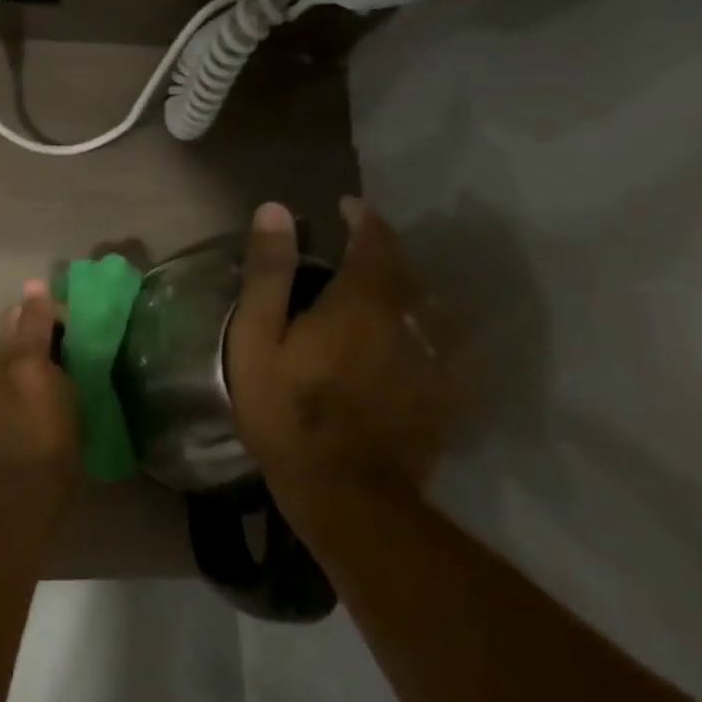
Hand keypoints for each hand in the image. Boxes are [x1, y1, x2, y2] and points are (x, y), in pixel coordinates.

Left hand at [0, 281, 81, 481]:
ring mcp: (20, 391)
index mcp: (6, 351)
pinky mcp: (35, 412)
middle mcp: (7, 367)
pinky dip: (64, 371)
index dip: (49, 306)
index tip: (80, 314)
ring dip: (62, 349)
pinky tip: (83, 379)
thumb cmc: (41, 418)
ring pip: (41, 355)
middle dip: (56, 325)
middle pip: (31, 332)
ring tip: (91, 353)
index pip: (23, 311)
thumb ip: (35, 323)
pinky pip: (49, 378)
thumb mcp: (36, 362)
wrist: (37, 479)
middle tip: (89, 332)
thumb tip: (34, 283)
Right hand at [226, 199, 460, 510]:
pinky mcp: (444, 395)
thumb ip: (269, 274)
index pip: (375, 240)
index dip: (363, 218)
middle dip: (383, 254)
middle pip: (406, 271)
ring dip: (405, 292)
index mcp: (361, 300)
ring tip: (380, 297)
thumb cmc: (287, 412)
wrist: (344, 493)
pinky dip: (422, 334)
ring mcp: (433, 359)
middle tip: (356, 256)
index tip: (347, 209)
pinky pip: (441, 347)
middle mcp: (408, 319)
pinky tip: (405, 348)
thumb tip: (275, 210)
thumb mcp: (257, 340)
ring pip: (427, 307)